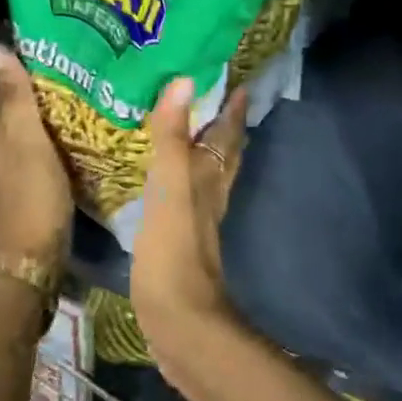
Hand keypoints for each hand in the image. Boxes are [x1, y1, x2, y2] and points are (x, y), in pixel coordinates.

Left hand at [0, 43, 72, 265]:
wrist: (32, 259)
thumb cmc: (33, 194)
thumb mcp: (27, 140)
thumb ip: (14, 95)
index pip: (6, 81)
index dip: (25, 58)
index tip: (55, 34)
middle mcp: (1, 141)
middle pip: (19, 101)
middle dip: (42, 78)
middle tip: (80, 55)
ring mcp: (16, 164)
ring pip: (31, 122)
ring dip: (50, 104)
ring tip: (85, 82)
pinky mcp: (32, 181)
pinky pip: (43, 143)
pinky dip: (56, 129)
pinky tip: (78, 125)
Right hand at [131, 76, 248, 362]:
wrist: (180, 322)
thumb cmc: (174, 251)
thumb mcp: (169, 186)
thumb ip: (173, 137)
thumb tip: (185, 80)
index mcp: (210, 177)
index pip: (227, 133)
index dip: (232, 107)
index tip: (235, 78)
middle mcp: (209, 194)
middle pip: (224, 153)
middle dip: (223, 124)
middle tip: (214, 95)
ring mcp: (197, 220)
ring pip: (207, 174)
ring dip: (203, 149)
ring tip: (189, 127)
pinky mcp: (179, 240)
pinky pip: (185, 195)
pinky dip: (181, 177)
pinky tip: (166, 179)